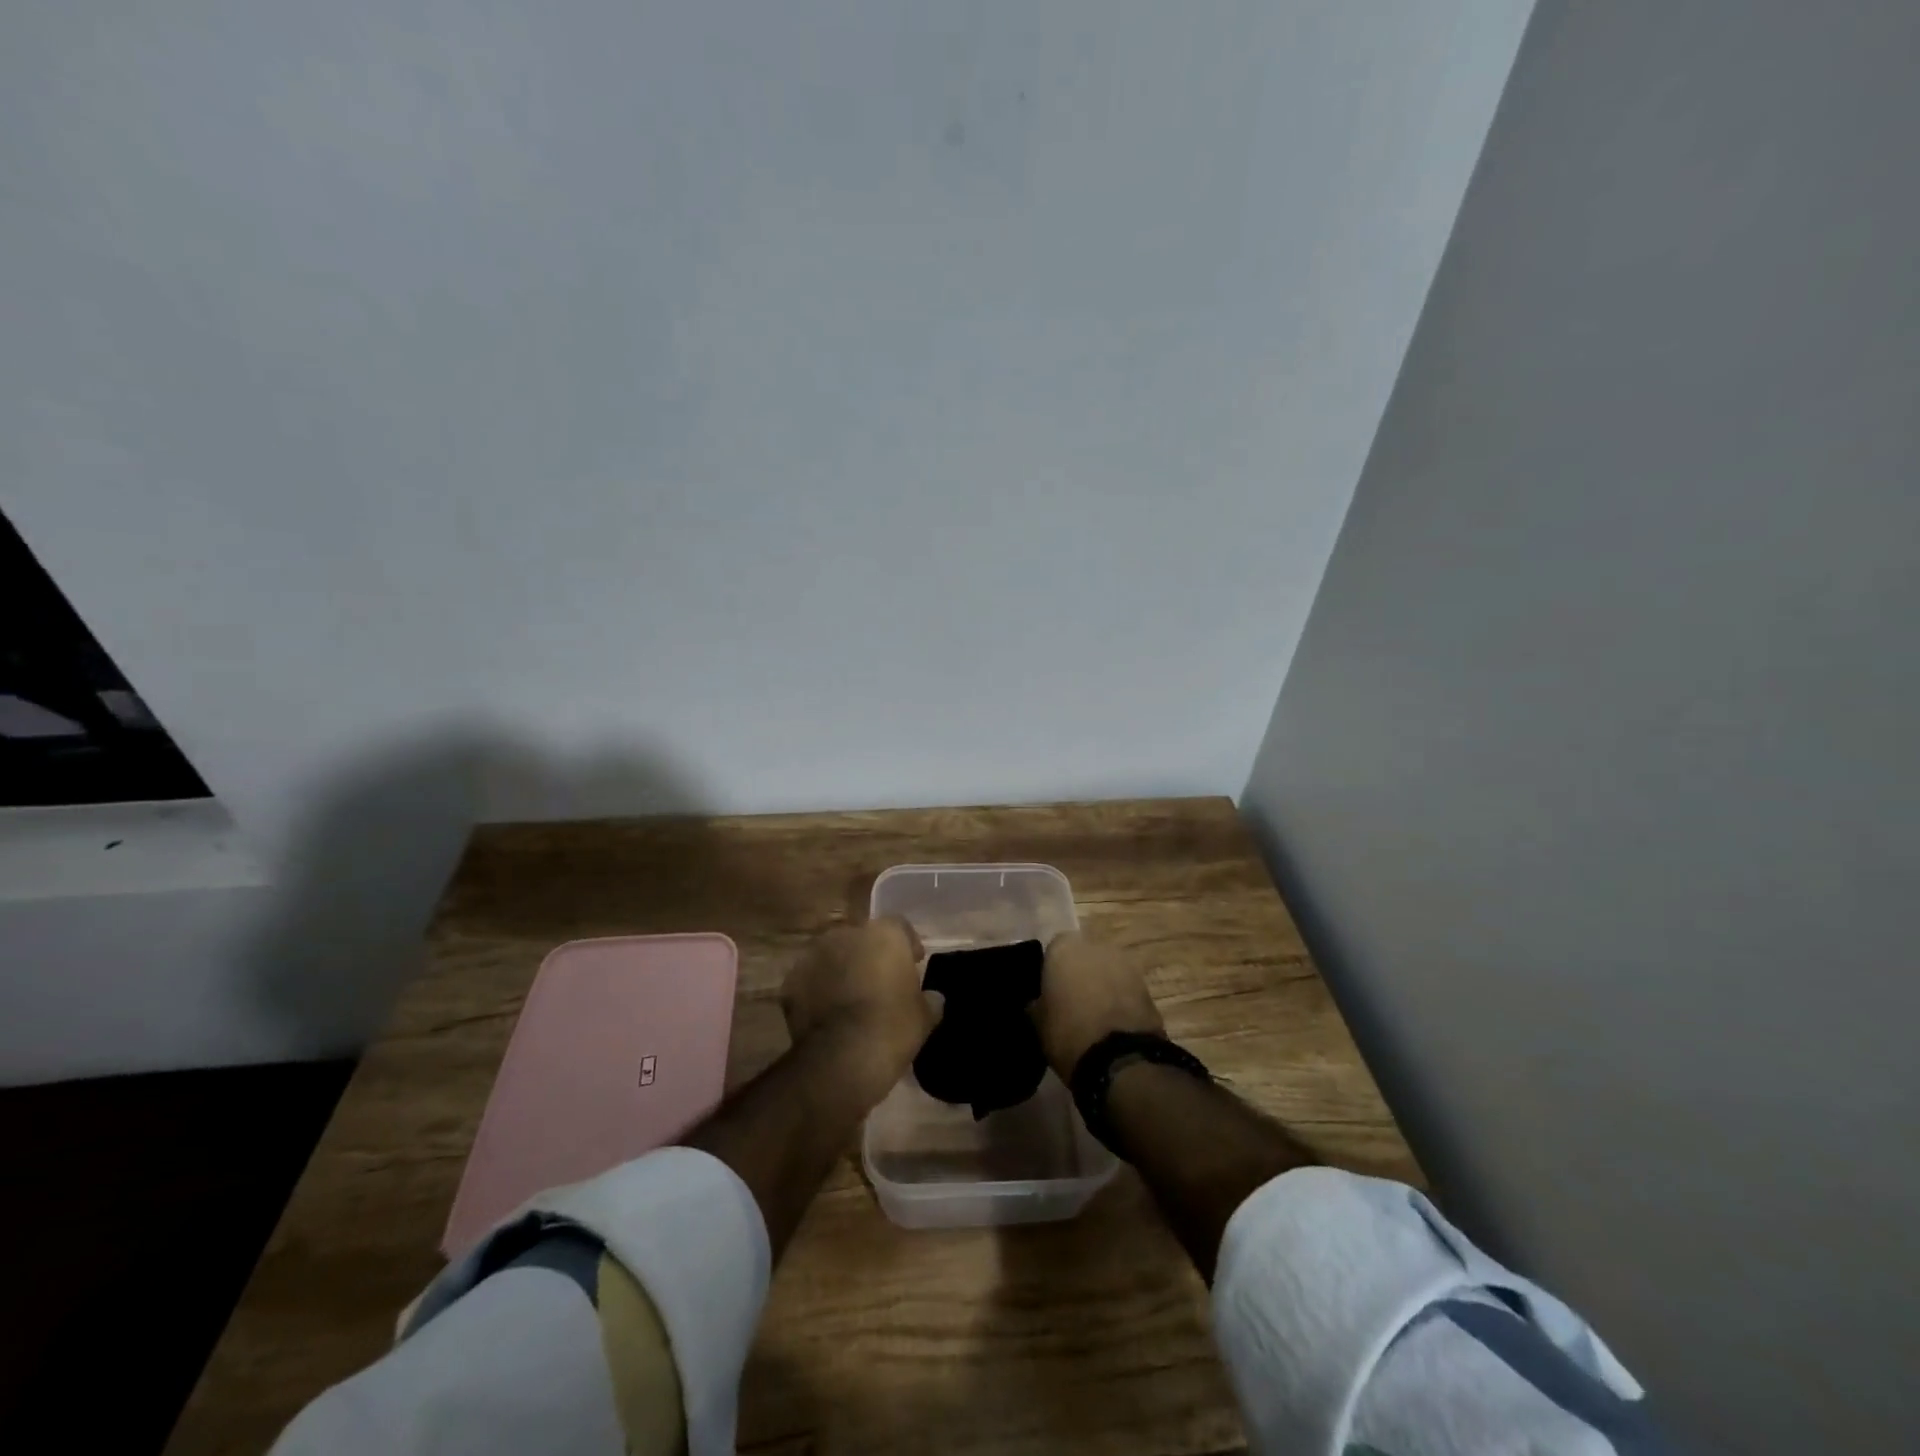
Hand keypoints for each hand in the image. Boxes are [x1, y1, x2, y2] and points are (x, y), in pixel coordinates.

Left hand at [780, 918, 938, 1100]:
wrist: (841, 1058)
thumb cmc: (892, 1028)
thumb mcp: (924, 1017)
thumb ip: (929, 1000)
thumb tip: (933, 998)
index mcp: (883, 934)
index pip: (899, 926)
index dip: (907, 945)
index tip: (913, 964)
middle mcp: (847, 934)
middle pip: (862, 938)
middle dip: (870, 955)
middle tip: (880, 981)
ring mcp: (814, 955)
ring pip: (832, 955)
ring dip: (841, 970)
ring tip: (850, 998)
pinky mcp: (790, 981)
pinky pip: (810, 980)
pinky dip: (817, 991)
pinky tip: (827, 1014)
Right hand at [1032, 931, 1164, 1080]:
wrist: (1121, 1060)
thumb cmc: (1068, 1034)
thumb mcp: (1037, 1022)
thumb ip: (1035, 1003)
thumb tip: (1036, 1001)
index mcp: (1064, 947)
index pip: (1051, 951)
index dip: (1049, 973)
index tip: (1048, 995)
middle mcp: (1096, 945)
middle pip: (1082, 957)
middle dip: (1078, 975)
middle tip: (1070, 1003)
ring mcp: (1126, 963)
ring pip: (1105, 971)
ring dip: (1100, 986)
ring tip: (1092, 1016)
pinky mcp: (1147, 985)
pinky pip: (1124, 988)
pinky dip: (1118, 1000)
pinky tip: (1110, 1023)